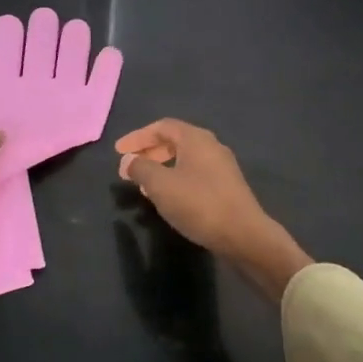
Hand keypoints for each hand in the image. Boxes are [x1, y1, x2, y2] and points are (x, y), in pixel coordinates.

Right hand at [114, 119, 312, 301]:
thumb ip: (140, 168)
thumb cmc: (199, 204)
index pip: (161, 127)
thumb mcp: (161, 185)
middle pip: (174, 141)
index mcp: (196, 138)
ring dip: (161, 168)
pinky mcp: (227, 187)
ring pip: (184, 160)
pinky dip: (175, 180)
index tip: (118, 152)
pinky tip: (168, 199)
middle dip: (149, 152)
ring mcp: (222, 167)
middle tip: (130, 167)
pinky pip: (194, 174)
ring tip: (143, 185)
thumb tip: (128, 160)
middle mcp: (211, 146)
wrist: (244, 235)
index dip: (137, 137)